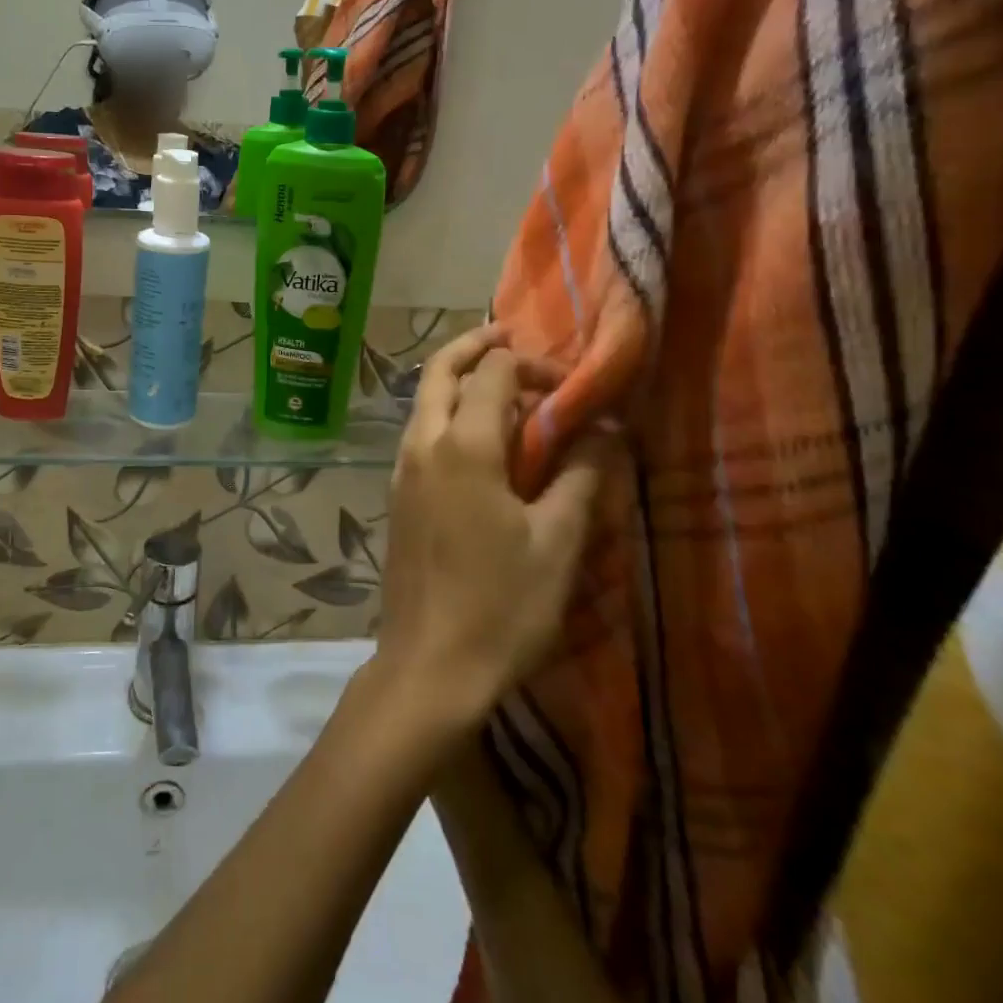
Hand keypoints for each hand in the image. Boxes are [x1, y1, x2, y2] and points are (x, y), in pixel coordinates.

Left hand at [372, 326, 616, 728]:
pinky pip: (419, 430)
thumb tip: (606, 430)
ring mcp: (401, 467)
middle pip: (440, 370)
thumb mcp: (558, 543)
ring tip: (499, 384)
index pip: (493, 373)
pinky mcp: (396, 492)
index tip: (569, 384)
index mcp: (463, 446)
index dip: (532, 365)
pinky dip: (445, 411)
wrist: (429, 664)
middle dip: (475, 345)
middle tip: (511, 338)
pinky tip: (478, 437)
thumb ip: (583, 477)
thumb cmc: (501, 607)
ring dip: (457, 378)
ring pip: (423, 399)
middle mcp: (422, 443)